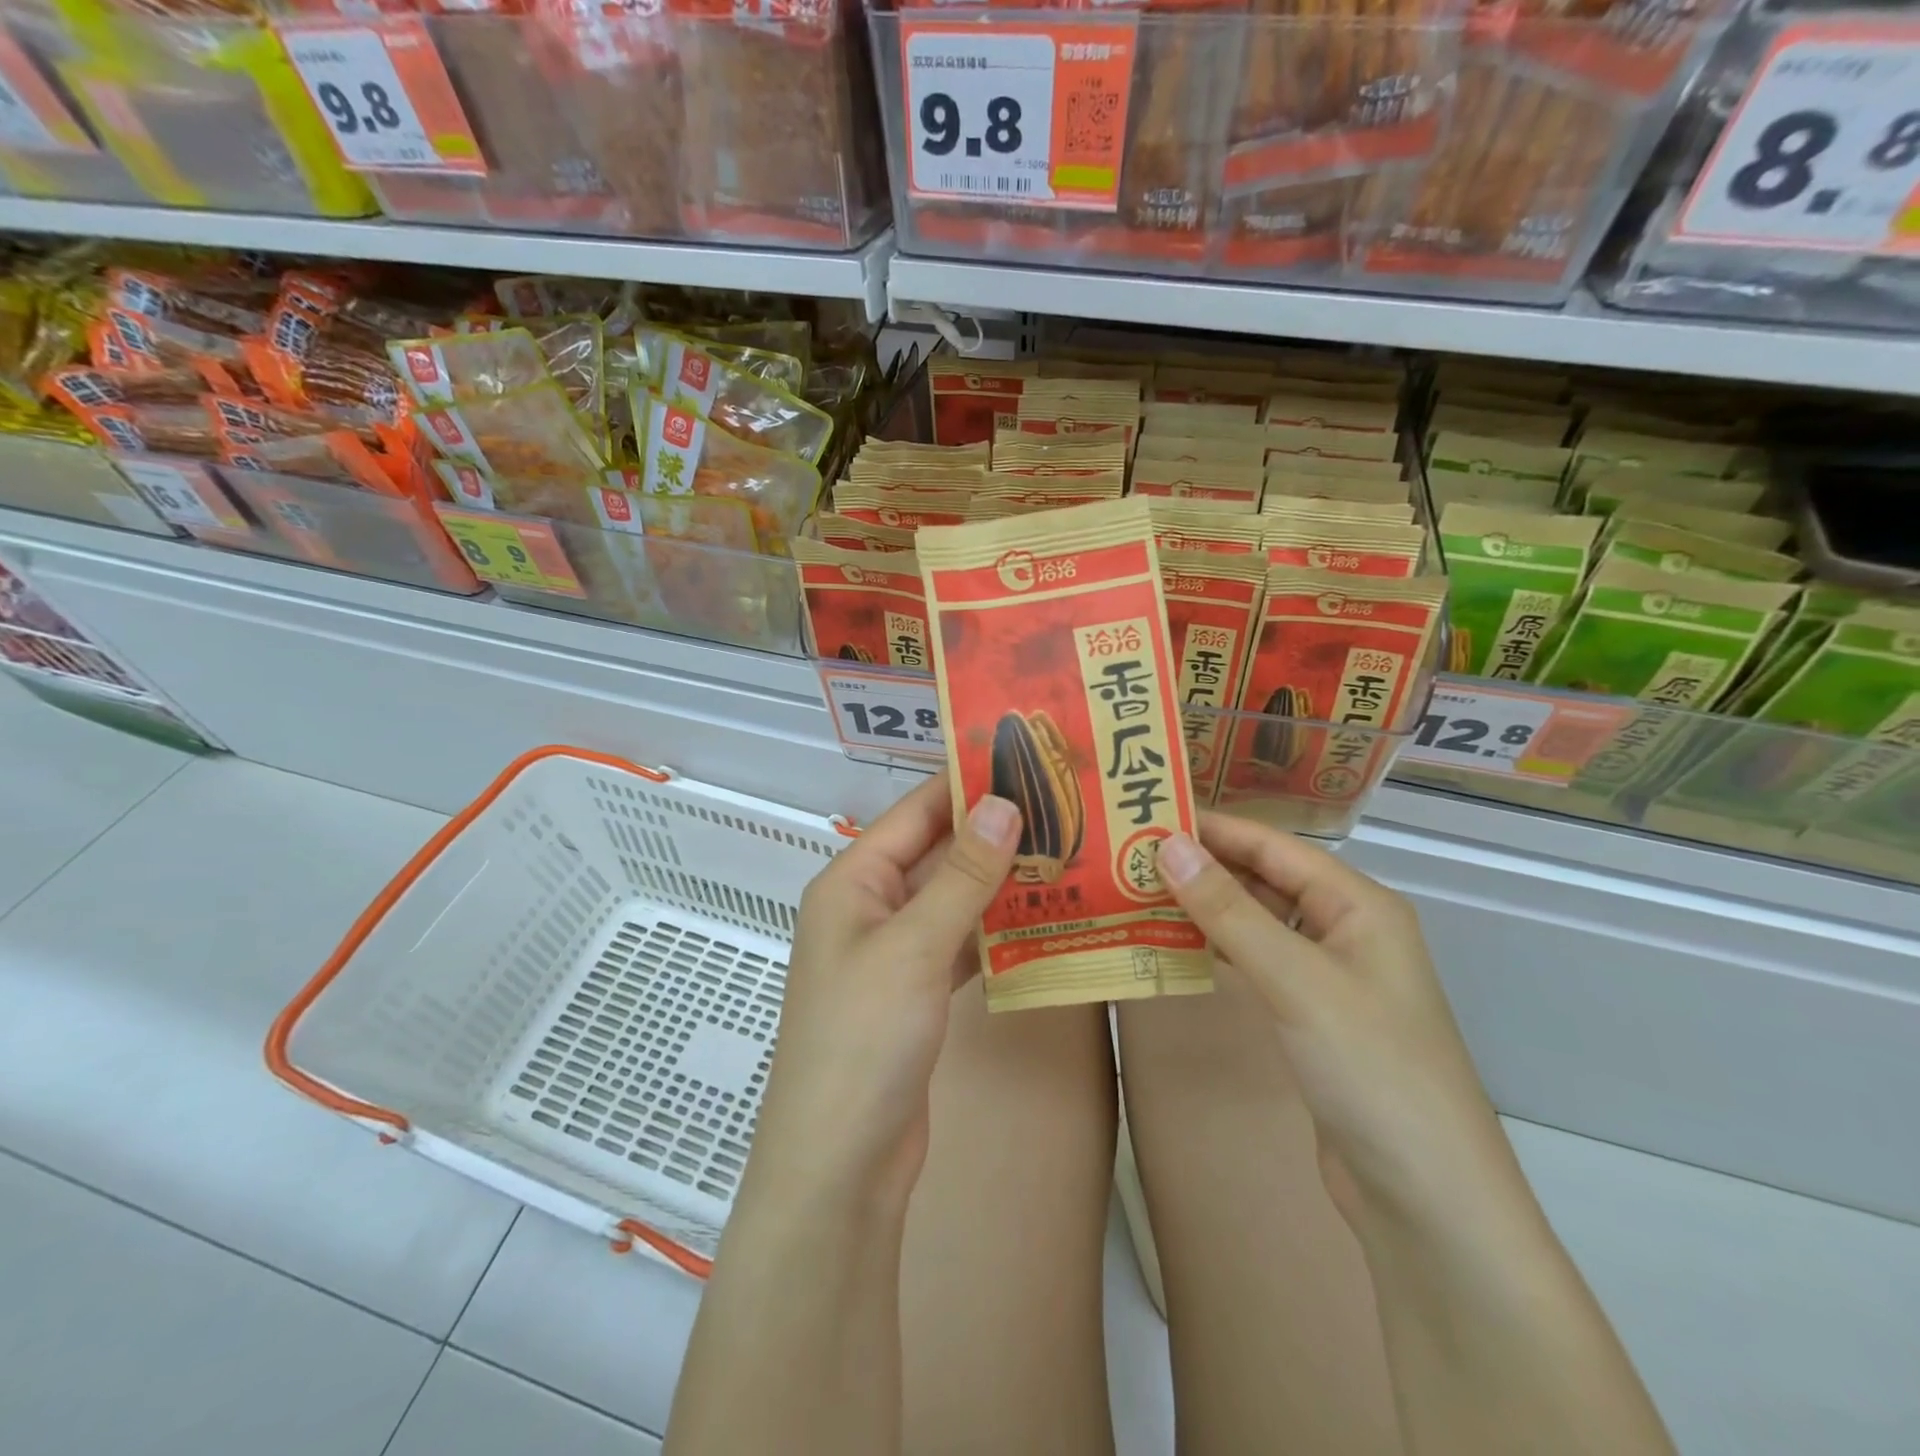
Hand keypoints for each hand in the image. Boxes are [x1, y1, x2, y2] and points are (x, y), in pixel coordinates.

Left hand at [747, 774, 1020, 1210]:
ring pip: (953, 899)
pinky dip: (996, 931)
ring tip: (1066, 852)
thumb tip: (1004, 803)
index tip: (1023, 759)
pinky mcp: (916, 993)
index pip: (915, 812)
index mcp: (853, 881)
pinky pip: (960, 944)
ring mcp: (893, 953)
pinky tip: (1043, 918)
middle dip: (992, 832)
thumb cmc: (863, 1038)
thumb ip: (961, 876)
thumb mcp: (913, 946)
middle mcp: (870, 908)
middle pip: (936, 853)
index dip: (964, 783)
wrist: (842, 1163)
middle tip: (1061, 806)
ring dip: (999, 881)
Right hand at [1157, 815, 1521, 1231]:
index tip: (1146, 815)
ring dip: (1203, 906)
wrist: (1426, 1201)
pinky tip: (1171, 944)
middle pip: (1264, 879)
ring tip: (1137, 891)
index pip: (1273, 846)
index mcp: (1357, 904)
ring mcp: (1326, 975)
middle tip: (1128, 854)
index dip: (1212, 828)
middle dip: (1201, 865)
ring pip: (1256, 921)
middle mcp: (1344, 929)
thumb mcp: (1296, 980)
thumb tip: (1166, 845)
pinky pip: (1254, 962)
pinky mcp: (1308, 1015)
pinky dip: (1215, 948)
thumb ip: (1229, 910)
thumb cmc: (1371, 1069)